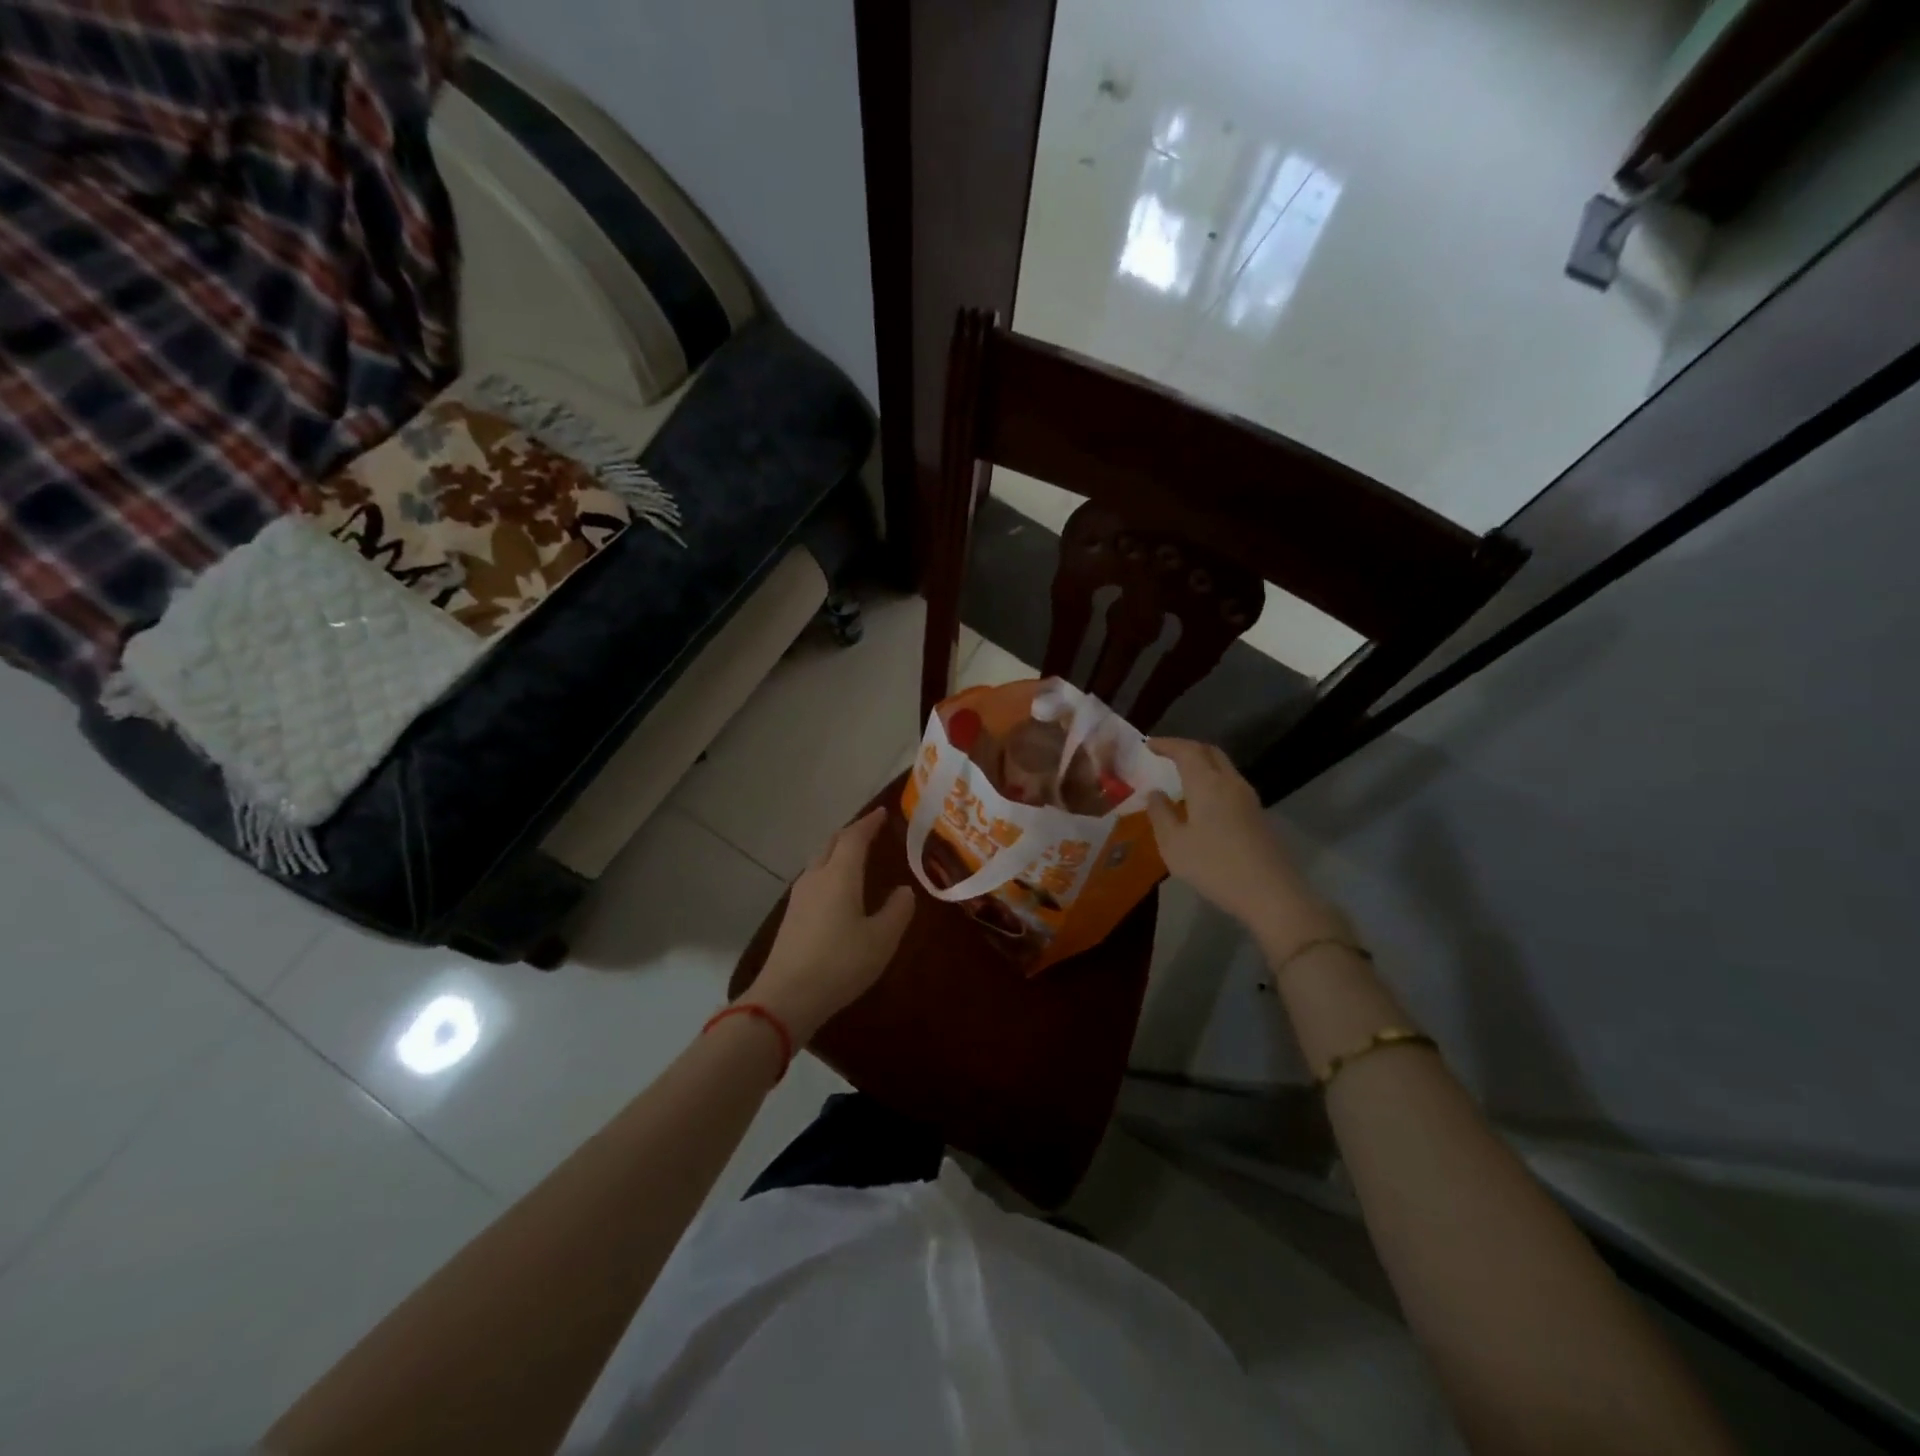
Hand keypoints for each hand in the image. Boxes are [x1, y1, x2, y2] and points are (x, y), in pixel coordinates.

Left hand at [750, 808, 914, 1041]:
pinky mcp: (791, 916)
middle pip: (832, 844)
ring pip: (819, 861)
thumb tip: (904, 890)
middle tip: (870, 830)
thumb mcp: (881, 940)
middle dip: (851, 833)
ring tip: (855, 856)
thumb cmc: (840, 963)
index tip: (883, 813)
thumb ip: (897, 911)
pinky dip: (829, 871)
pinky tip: (836, 889)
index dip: (869, 823)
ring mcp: (799, 897)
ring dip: (837, 852)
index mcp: (839, 875)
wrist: (786, 997)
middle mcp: (816, 878)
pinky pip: (813, 880)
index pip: (854, 837)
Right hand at [1145, 738, 1346, 949]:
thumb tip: (1155, 793)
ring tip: (1181, 776)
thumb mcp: (1174, 844)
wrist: (1270, 892)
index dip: (1166, 744)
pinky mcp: (1257, 814)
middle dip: (1186, 748)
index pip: (1186, 750)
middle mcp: (1230, 782)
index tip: (1148, 745)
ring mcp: (1248, 797)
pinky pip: (1230, 784)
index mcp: (1206, 783)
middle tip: (1166, 755)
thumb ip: (1160, 814)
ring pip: (1223, 767)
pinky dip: (1212, 780)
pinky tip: (1202, 800)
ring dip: (1201, 764)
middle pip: (1209, 752)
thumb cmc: (1214, 866)